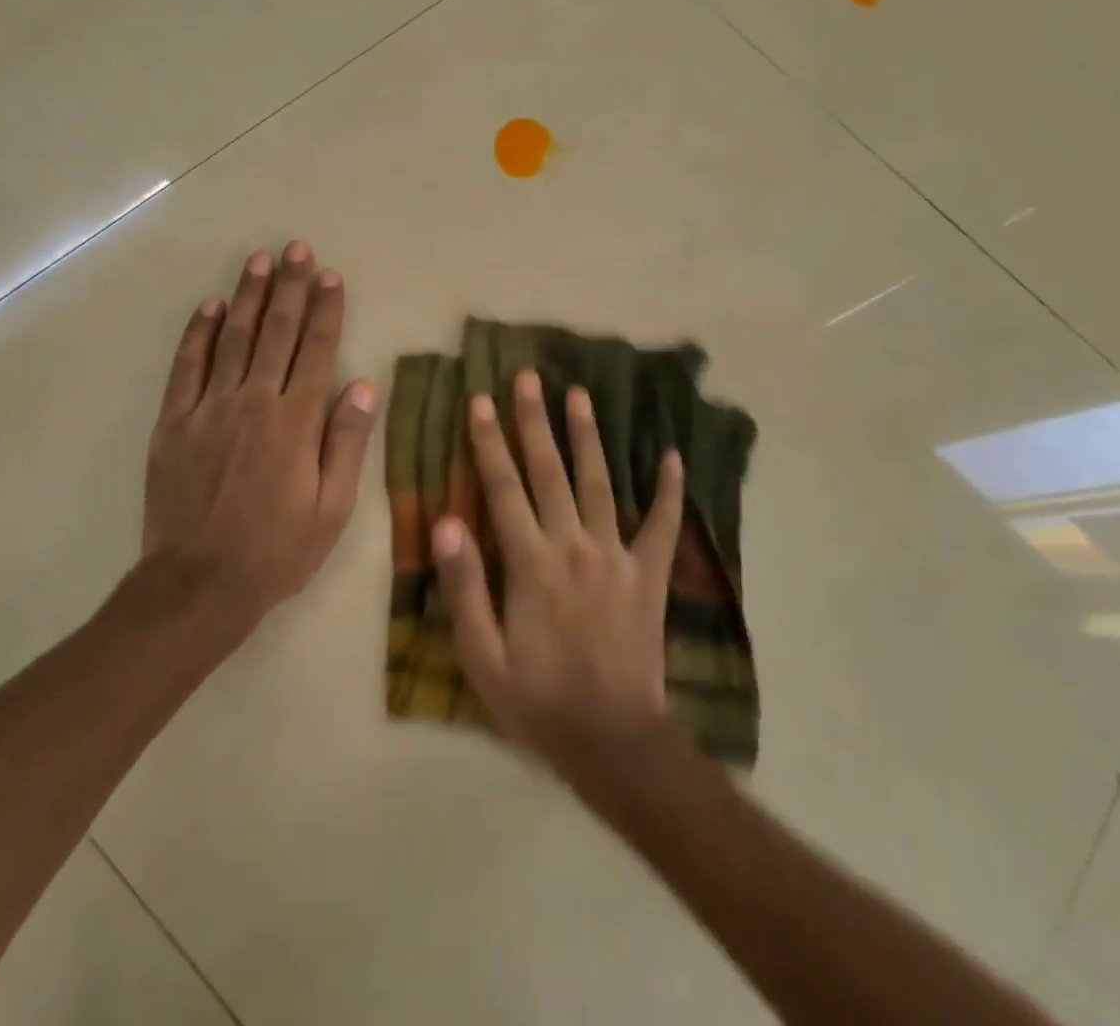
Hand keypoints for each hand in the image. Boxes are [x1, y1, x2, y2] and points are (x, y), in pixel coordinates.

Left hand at [141, 241, 377, 626]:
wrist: (198, 584)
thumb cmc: (277, 550)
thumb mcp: (332, 508)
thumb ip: (347, 442)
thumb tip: (363, 385)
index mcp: (296, 422)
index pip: (317, 351)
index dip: (326, 310)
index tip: (330, 276)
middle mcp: (254, 402)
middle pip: (277, 333)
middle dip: (290, 288)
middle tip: (297, 249)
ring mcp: (208, 408)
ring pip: (233, 338)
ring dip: (249, 296)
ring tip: (260, 260)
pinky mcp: (173, 423)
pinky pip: (187, 366)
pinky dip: (199, 332)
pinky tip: (211, 306)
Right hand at [431, 370, 685, 776]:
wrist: (613, 740)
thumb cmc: (538, 701)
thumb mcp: (482, 657)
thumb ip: (464, 587)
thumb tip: (447, 523)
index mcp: (530, 563)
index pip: (503, 488)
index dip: (489, 441)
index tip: (480, 400)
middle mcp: (573, 545)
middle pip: (550, 471)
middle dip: (535, 420)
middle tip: (528, 377)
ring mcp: (617, 556)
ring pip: (600, 483)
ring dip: (588, 436)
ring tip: (580, 394)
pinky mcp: (650, 574)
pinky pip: (664, 525)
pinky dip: (670, 490)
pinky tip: (672, 455)